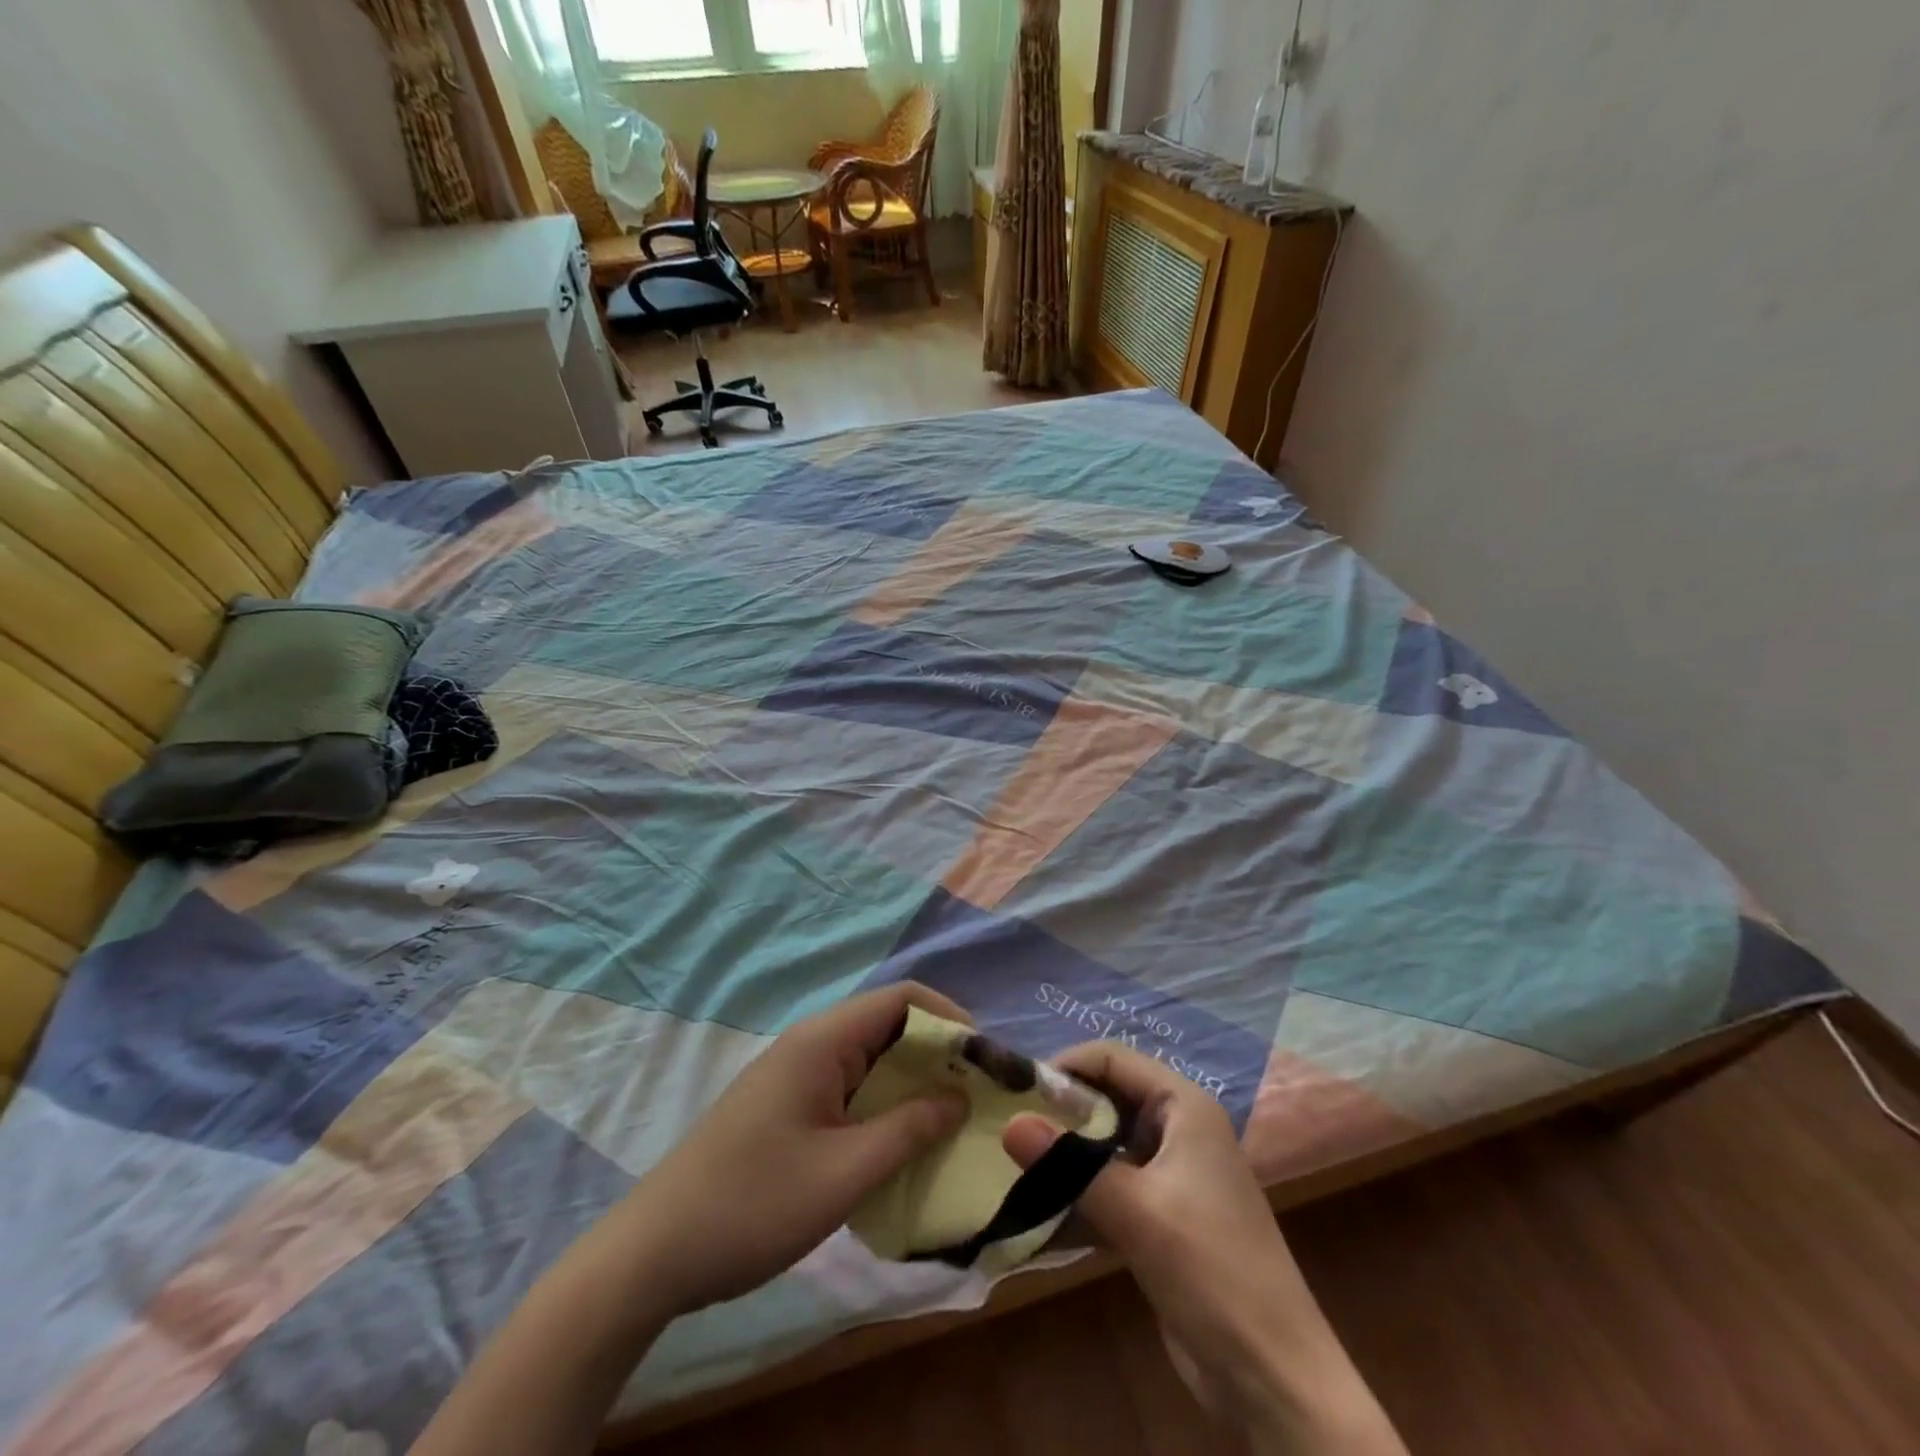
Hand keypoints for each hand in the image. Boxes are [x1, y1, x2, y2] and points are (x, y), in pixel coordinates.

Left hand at [624, 982, 971, 1315]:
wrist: (653, 1254)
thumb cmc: (753, 1205)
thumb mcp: (844, 1173)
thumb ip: (908, 1129)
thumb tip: (959, 1095)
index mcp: (823, 1041)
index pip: (903, 998)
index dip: (950, 1019)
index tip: (985, 1062)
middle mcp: (811, 1044)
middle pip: (889, 1025)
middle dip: (937, 1054)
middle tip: (975, 1099)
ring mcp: (796, 1075)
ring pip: (871, 1060)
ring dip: (912, 1083)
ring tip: (949, 1123)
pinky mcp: (787, 1105)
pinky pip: (849, 1088)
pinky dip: (883, 1106)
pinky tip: (899, 1144)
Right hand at [1004, 1043, 1404, 1453]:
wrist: (1273, 1378)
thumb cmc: (1211, 1271)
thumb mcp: (1136, 1212)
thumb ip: (1069, 1164)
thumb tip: (1008, 1123)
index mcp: (1183, 1106)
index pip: (1113, 1059)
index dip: (1065, 1066)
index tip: (1017, 1091)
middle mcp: (1177, 1128)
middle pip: (1107, 1097)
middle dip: (1060, 1111)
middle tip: (1008, 1128)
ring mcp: (1170, 1173)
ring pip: (1105, 1144)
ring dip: (1064, 1155)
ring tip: (1013, 1165)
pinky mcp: (1161, 1215)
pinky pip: (1109, 1185)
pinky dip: (1077, 1193)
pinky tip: (1037, 1211)